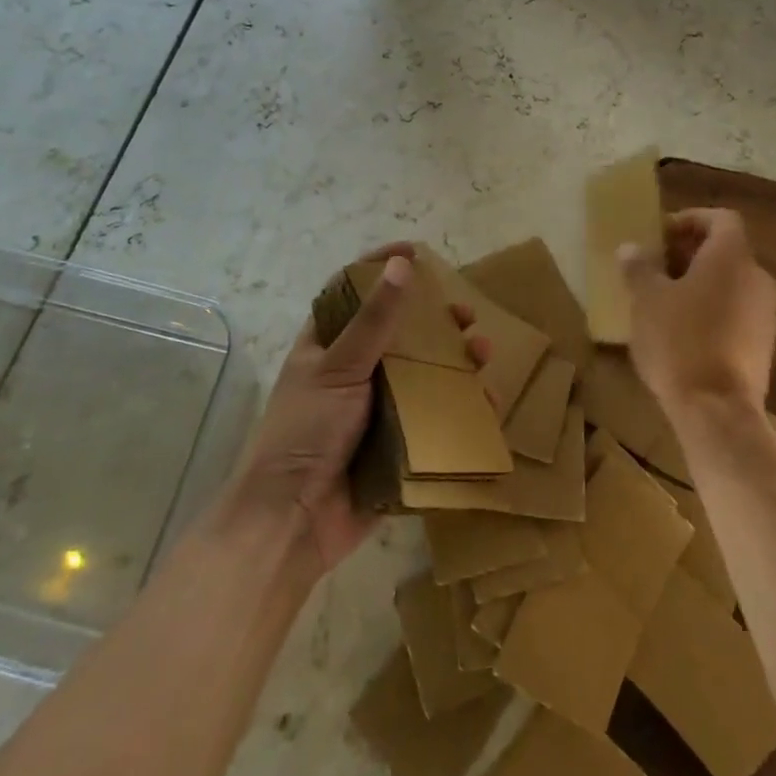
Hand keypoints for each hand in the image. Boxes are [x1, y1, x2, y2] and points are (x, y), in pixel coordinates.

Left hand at [229, 245, 488, 577]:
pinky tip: (484, 401)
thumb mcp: (339, 368)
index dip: (381, 267)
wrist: (292, 525)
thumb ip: (374, 320)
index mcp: (327, 345)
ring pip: (422, 374)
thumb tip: (403, 264)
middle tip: (465, 314)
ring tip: (482, 351)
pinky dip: (458, 407)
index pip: (353, 291)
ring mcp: (375, 409)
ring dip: (454, 361)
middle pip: (399, 333)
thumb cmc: (306, 433)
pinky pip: (432, 419)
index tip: (416, 251)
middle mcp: (352, 371)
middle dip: (434, 320)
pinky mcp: (395, 445)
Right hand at [620, 208, 775, 419]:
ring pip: (731, 284)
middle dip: (690, 254)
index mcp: (732, 256)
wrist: (717, 411)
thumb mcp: (646, 299)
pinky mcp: (764, 347)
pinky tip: (682, 332)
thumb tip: (631, 248)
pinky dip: (712, 311)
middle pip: (726, 252)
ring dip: (700, 284)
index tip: (661, 235)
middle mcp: (757, 278)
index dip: (691, 220)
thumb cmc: (679, 340)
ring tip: (663, 300)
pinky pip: (736, 313)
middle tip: (655, 267)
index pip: (721, 219)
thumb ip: (639, 267)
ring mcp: (766, 314)